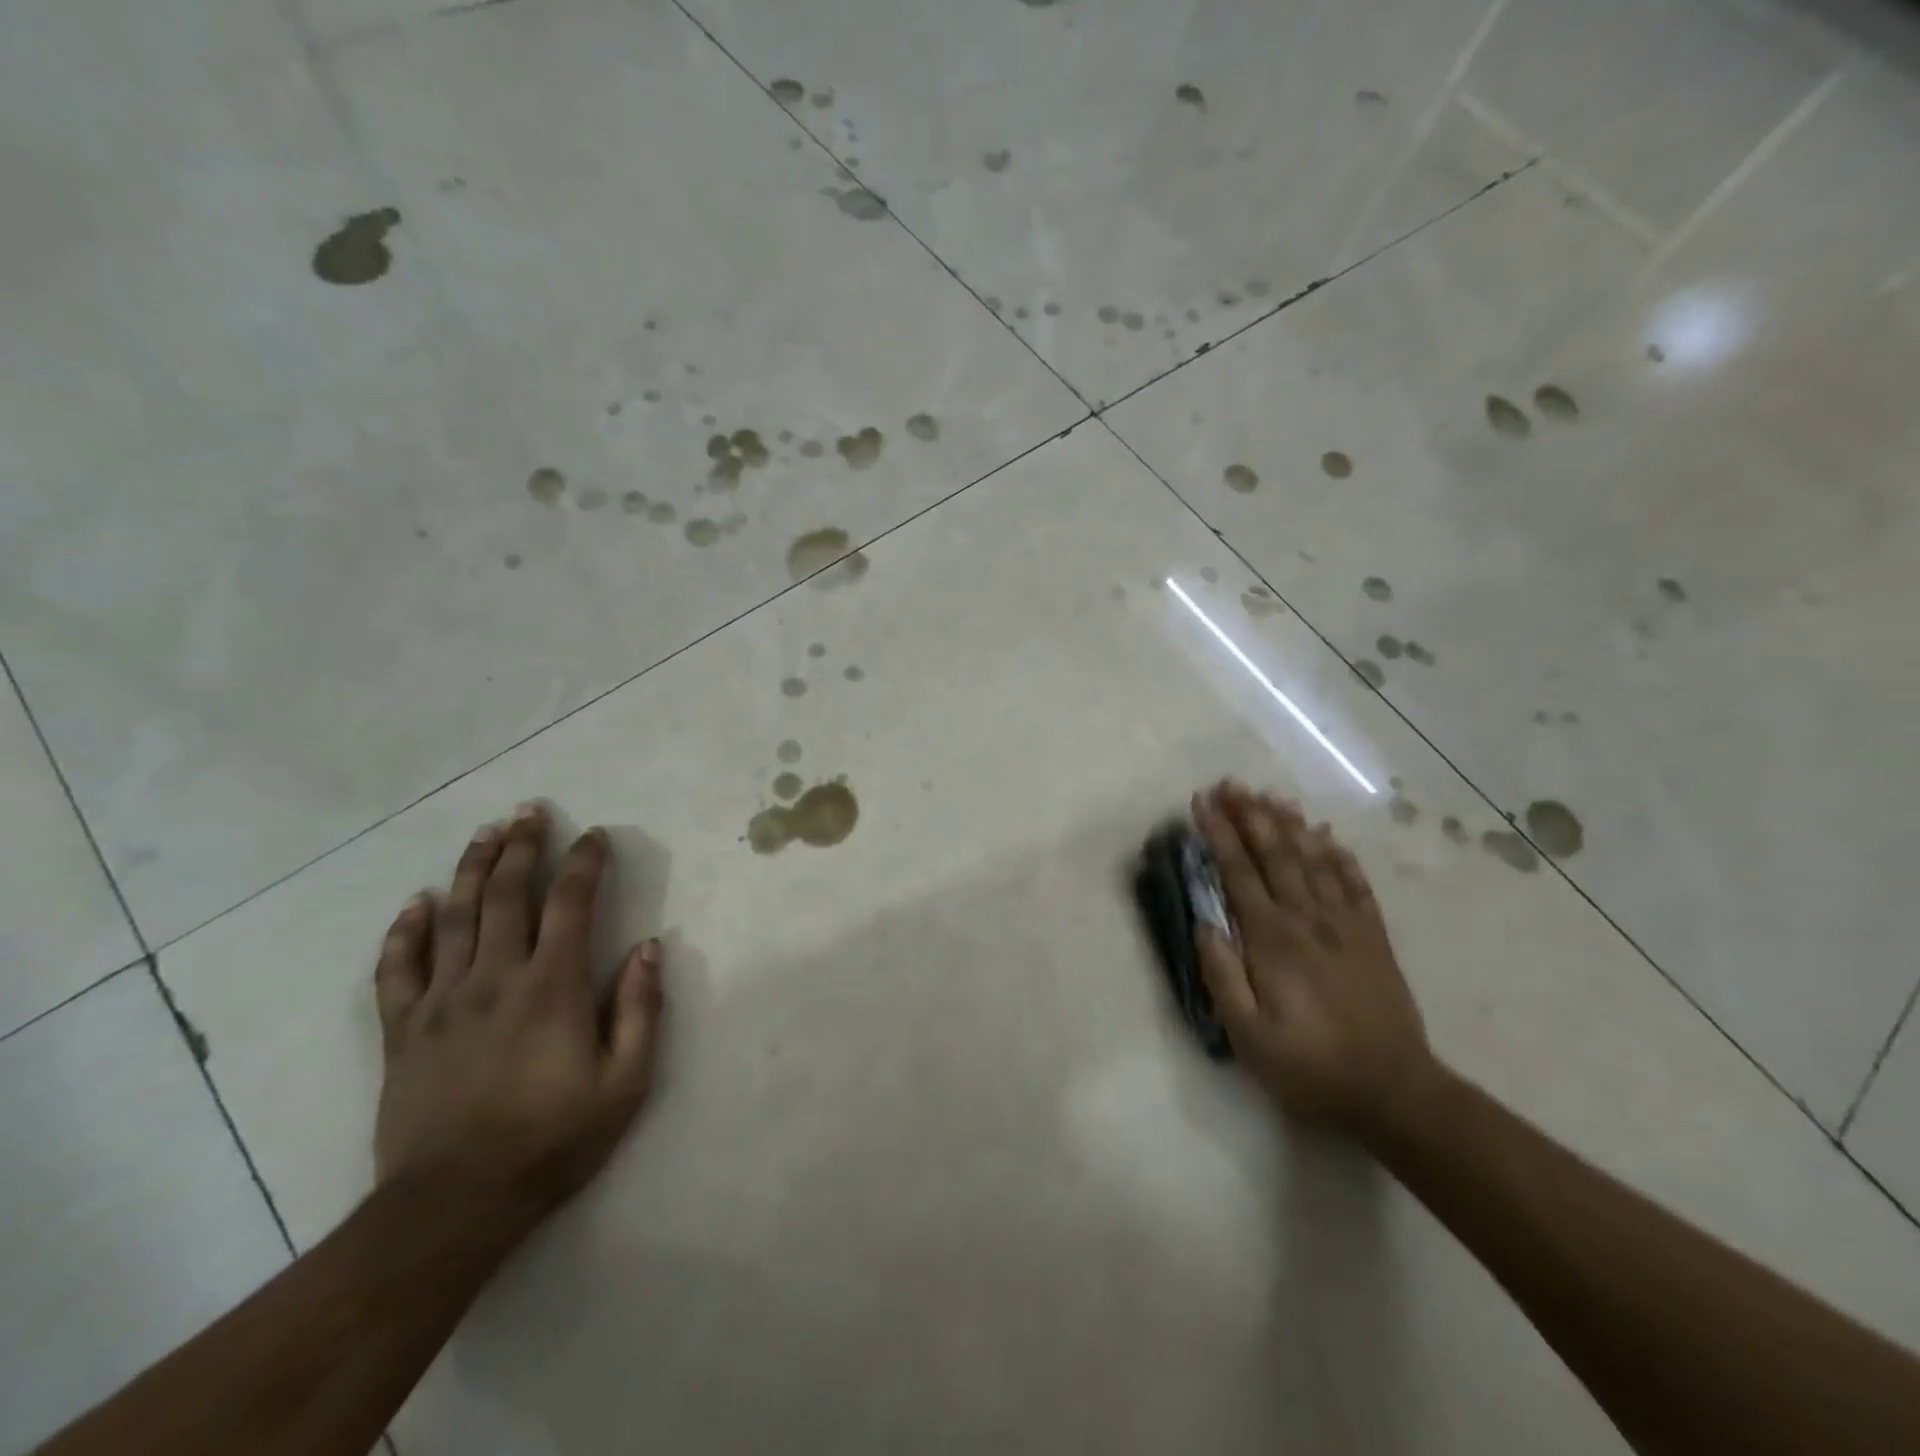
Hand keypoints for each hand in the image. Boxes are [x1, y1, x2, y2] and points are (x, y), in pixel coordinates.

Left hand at [372, 803, 664, 1222]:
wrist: (453, 1206)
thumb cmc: (553, 1140)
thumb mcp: (625, 1082)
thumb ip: (640, 1009)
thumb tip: (649, 947)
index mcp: (552, 987)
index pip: (570, 904)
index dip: (584, 863)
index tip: (594, 836)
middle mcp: (495, 978)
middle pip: (506, 895)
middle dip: (522, 847)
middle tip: (530, 811)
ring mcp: (441, 1002)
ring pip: (455, 917)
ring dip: (472, 870)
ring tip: (485, 834)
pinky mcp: (403, 1031)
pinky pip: (398, 969)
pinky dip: (406, 931)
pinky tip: (417, 903)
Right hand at [1191, 782, 1436, 1138]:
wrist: (1394, 1092)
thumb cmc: (1310, 1067)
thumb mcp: (1248, 1036)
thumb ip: (1222, 976)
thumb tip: (1204, 924)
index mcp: (1272, 940)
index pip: (1238, 872)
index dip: (1218, 834)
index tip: (1201, 802)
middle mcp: (1308, 920)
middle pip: (1275, 854)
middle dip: (1250, 815)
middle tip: (1230, 784)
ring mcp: (1345, 925)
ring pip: (1313, 860)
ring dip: (1289, 824)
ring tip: (1269, 796)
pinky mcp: (1373, 938)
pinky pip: (1355, 884)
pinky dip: (1339, 855)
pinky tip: (1326, 835)